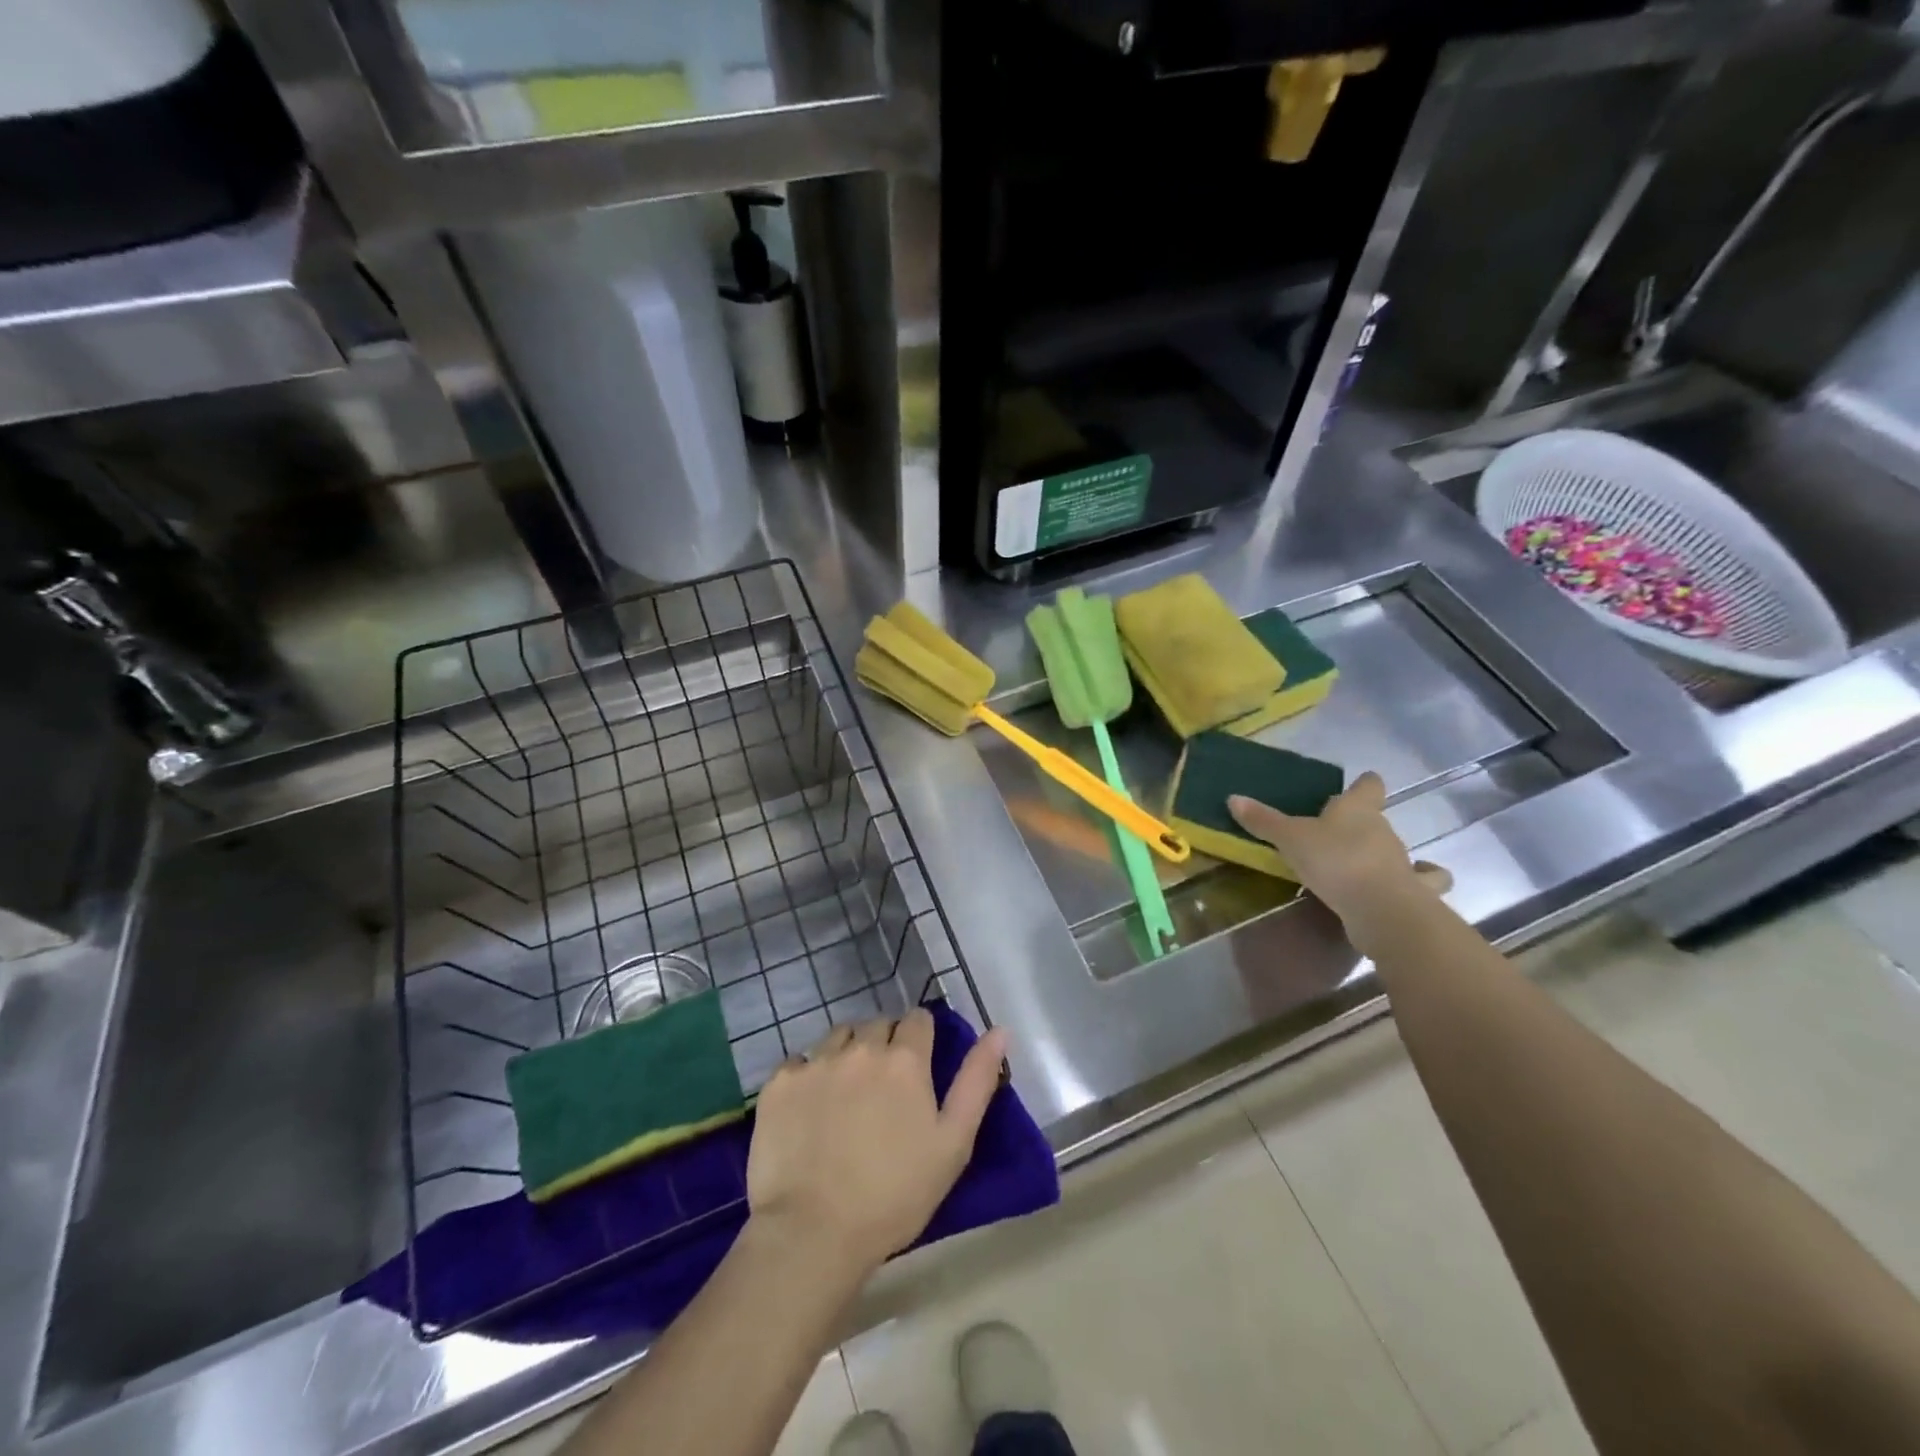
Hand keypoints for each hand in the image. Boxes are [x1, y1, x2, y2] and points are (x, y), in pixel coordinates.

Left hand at [745, 1009, 1009, 1277]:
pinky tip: (809, 1109)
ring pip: (838, 1036)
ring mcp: (816, 1062)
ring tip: (847, 1093)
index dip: (922, 1038)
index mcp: (905, 1060)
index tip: (919, 1067)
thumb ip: (977, 1081)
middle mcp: (860, 1047)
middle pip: (878, 1023)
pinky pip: (799, 1061)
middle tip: (884, 1087)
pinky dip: (808, 1075)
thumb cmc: (894, 1195)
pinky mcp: (779, 1082)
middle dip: (885, 1043)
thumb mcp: (953, 1144)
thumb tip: (999, 1030)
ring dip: (848, 1052)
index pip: (918, 1019)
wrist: (812, 1234)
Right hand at [1229, 771, 1451, 950]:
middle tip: (1332, 834)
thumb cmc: (1335, 861)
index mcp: (1358, 809)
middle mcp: (1384, 830)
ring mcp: (1401, 861)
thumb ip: (1264, 820)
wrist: (1381, 909)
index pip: (1369, 786)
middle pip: (1375, 819)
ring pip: (1394, 850)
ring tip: (1354, 865)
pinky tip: (1399, 887)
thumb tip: (1233, 798)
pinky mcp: (1410, 892)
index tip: (1358, 784)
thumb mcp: (1290, 839)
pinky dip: (1414, 882)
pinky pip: (1419, 882)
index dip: (1363, 784)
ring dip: (1379, 855)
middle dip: (1359, 824)